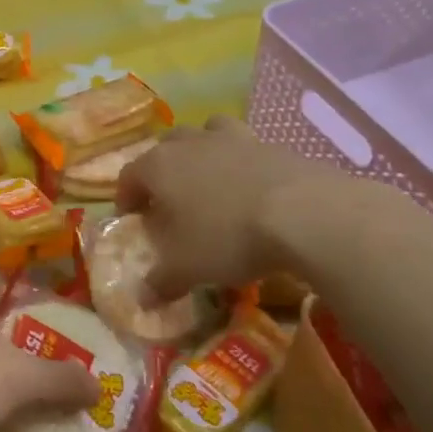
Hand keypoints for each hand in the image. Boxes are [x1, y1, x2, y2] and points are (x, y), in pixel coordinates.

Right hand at [115, 115, 344, 299]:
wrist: (306, 213)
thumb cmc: (228, 237)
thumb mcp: (187, 268)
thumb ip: (161, 281)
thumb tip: (142, 298)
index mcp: (159, 167)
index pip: (129, 175)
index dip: (126, 197)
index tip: (131, 218)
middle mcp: (191, 144)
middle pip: (165, 147)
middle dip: (162, 170)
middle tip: (170, 200)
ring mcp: (233, 139)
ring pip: (206, 133)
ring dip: (201, 152)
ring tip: (209, 180)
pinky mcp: (272, 145)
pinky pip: (246, 147)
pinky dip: (241, 162)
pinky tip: (252, 189)